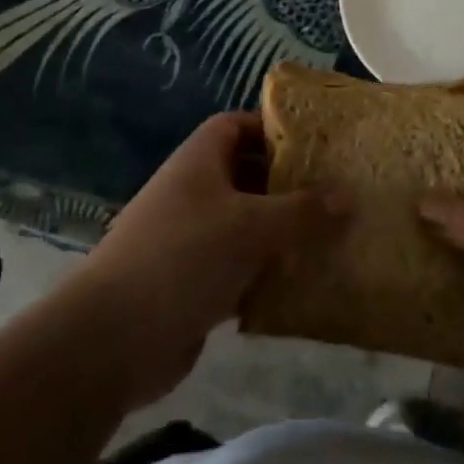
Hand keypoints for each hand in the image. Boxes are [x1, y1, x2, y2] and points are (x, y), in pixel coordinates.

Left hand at [66, 111, 344, 410]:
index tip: (314, 144)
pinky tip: (303, 288)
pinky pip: (239, 270)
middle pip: (246, 176)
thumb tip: (349, 196)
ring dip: (281, 235)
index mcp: (200, 161)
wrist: (114, 337)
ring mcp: (191, 239)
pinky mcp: (192, 284)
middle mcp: (194, 192)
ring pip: (246, 227)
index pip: (236, 126)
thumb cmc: (185, 257)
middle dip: (287, 186)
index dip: (271, 128)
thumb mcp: (252, 226)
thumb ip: (303, 211)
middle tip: (335, 195)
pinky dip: (266, 276)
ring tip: (332, 240)